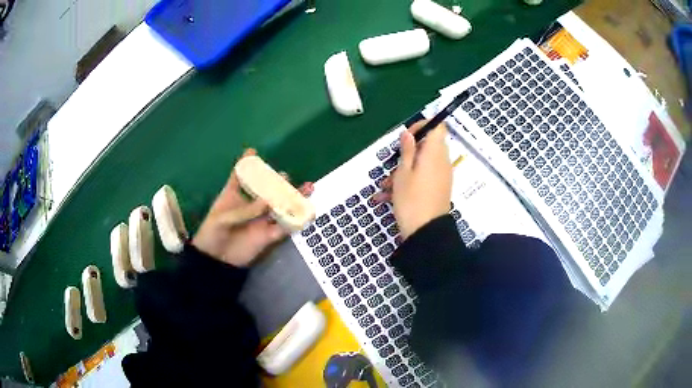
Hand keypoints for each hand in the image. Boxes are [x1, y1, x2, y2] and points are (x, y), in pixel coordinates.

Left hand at [192, 149, 313, 266]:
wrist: (216, 261)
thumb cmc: (212, 234)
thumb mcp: (223, 218)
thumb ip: (245, 210)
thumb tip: (268, 200)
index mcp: (233, 197)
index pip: (239, 176)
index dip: (245, 163)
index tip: (251, 151)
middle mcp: (250, 206)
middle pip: (266, 189)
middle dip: (276, 182)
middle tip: (284, 178)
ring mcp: (261, 220)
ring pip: (280, 206)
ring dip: (294, 198)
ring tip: (309, 187)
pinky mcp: (268, 235)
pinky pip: (285, 226)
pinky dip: (297, 220)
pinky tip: (309, 213)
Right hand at [374, 121, 451, 239]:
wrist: (426, 232)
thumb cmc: (411, 200)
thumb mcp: (403, 173)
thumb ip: (407, 150)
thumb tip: (408, 133)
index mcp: (434, 153)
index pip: (437, 127)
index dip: (423, 125)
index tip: (407, 136)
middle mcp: (442, 162)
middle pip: (427, 146)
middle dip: (407, 152)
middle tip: (392, 164)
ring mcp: (441, 176)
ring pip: (422, 164)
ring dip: (403, 171)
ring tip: (384, 186)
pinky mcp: (438, 188)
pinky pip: (423, 178)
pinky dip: (408, 182)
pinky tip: (386, 197)